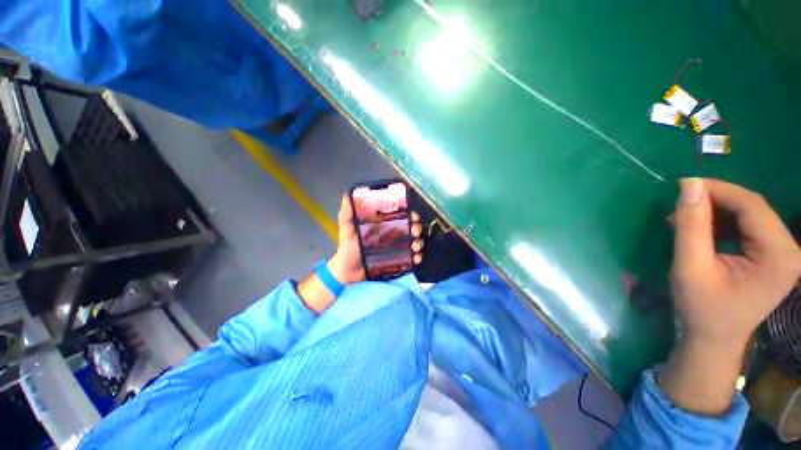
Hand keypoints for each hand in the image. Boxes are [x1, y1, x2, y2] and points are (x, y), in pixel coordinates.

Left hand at [328, 194, 424, 284]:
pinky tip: (416, 258)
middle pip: (410, 227)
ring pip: (413, 241)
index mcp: (383, 224)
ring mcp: (396, 248)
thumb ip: (347, 214)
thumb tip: (347, 194)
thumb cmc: (348, 248)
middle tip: (415, 231)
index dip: (409, 213)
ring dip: (418, 242)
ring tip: (416, 247)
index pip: (400, 215)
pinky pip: (411, 257)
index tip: (413, 215)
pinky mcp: (398, 261)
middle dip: (417, 227)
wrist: (348, 272)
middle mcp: (392, 234)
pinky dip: (417, 257)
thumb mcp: (347, 229)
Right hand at [660, 178, 800, 413]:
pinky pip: (748, 227)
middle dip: (715, 201)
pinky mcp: (773, 256)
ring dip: (717, 211)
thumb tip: (688, 185)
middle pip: (753, 209)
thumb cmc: (701, 308)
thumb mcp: (690, 267)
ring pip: (749, 216)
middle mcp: (789, 250)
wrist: (713, 339)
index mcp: (778, 256)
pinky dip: (722, 223)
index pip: (752, 207)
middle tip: (681, 203)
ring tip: (685, 217)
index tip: (684, 185)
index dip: (719, 190)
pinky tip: (701, 228)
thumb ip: (691, 226)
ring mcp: (783, 254)